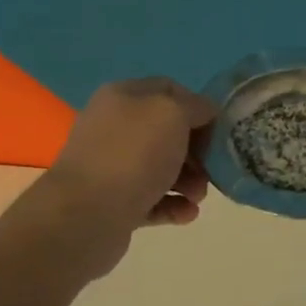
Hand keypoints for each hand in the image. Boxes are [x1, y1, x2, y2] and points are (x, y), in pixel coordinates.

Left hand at [33, 78, 217, 276]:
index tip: (219, 129)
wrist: (85, 215)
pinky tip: (187, 213)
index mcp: (123, 96)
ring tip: (197, 197)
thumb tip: (205, 112)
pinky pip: (152, 199)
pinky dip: (173, 205)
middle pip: (168, 132)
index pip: (169, 90)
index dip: (198, 106)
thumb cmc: (132, 155)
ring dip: (189, 181)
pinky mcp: (114, 203)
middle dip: (196, 150)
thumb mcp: (172, 114)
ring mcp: (112, 167)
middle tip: (211, 168)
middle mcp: (114, 127)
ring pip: (162, 168)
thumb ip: (195, 107)